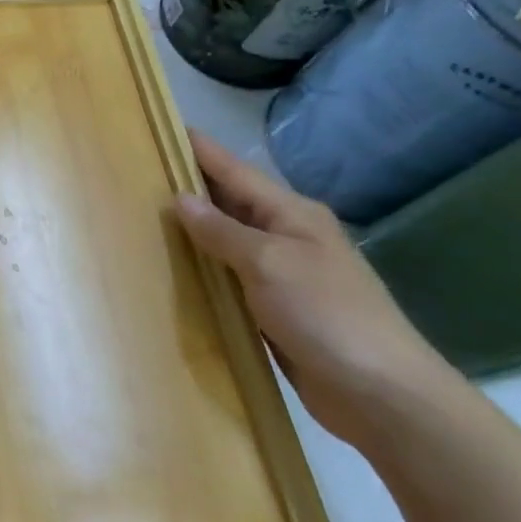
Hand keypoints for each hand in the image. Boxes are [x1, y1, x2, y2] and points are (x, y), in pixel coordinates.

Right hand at [174, 131, 454, 446]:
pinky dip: (204, 268)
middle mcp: (287, 236)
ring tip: (143, 215)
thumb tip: (181, 199)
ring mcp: (283, 273)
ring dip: (193, 229)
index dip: (199, 150)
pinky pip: (230, 276)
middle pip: (230, 201)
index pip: (234, 170)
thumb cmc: (326, 314)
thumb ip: (221, 231)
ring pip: (227, 240)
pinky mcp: (275, 308)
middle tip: (138, 171)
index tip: (161, 127)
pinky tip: (174, 268)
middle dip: (189, 185)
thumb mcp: (268, 263)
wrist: (382, 394)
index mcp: (291, 214)